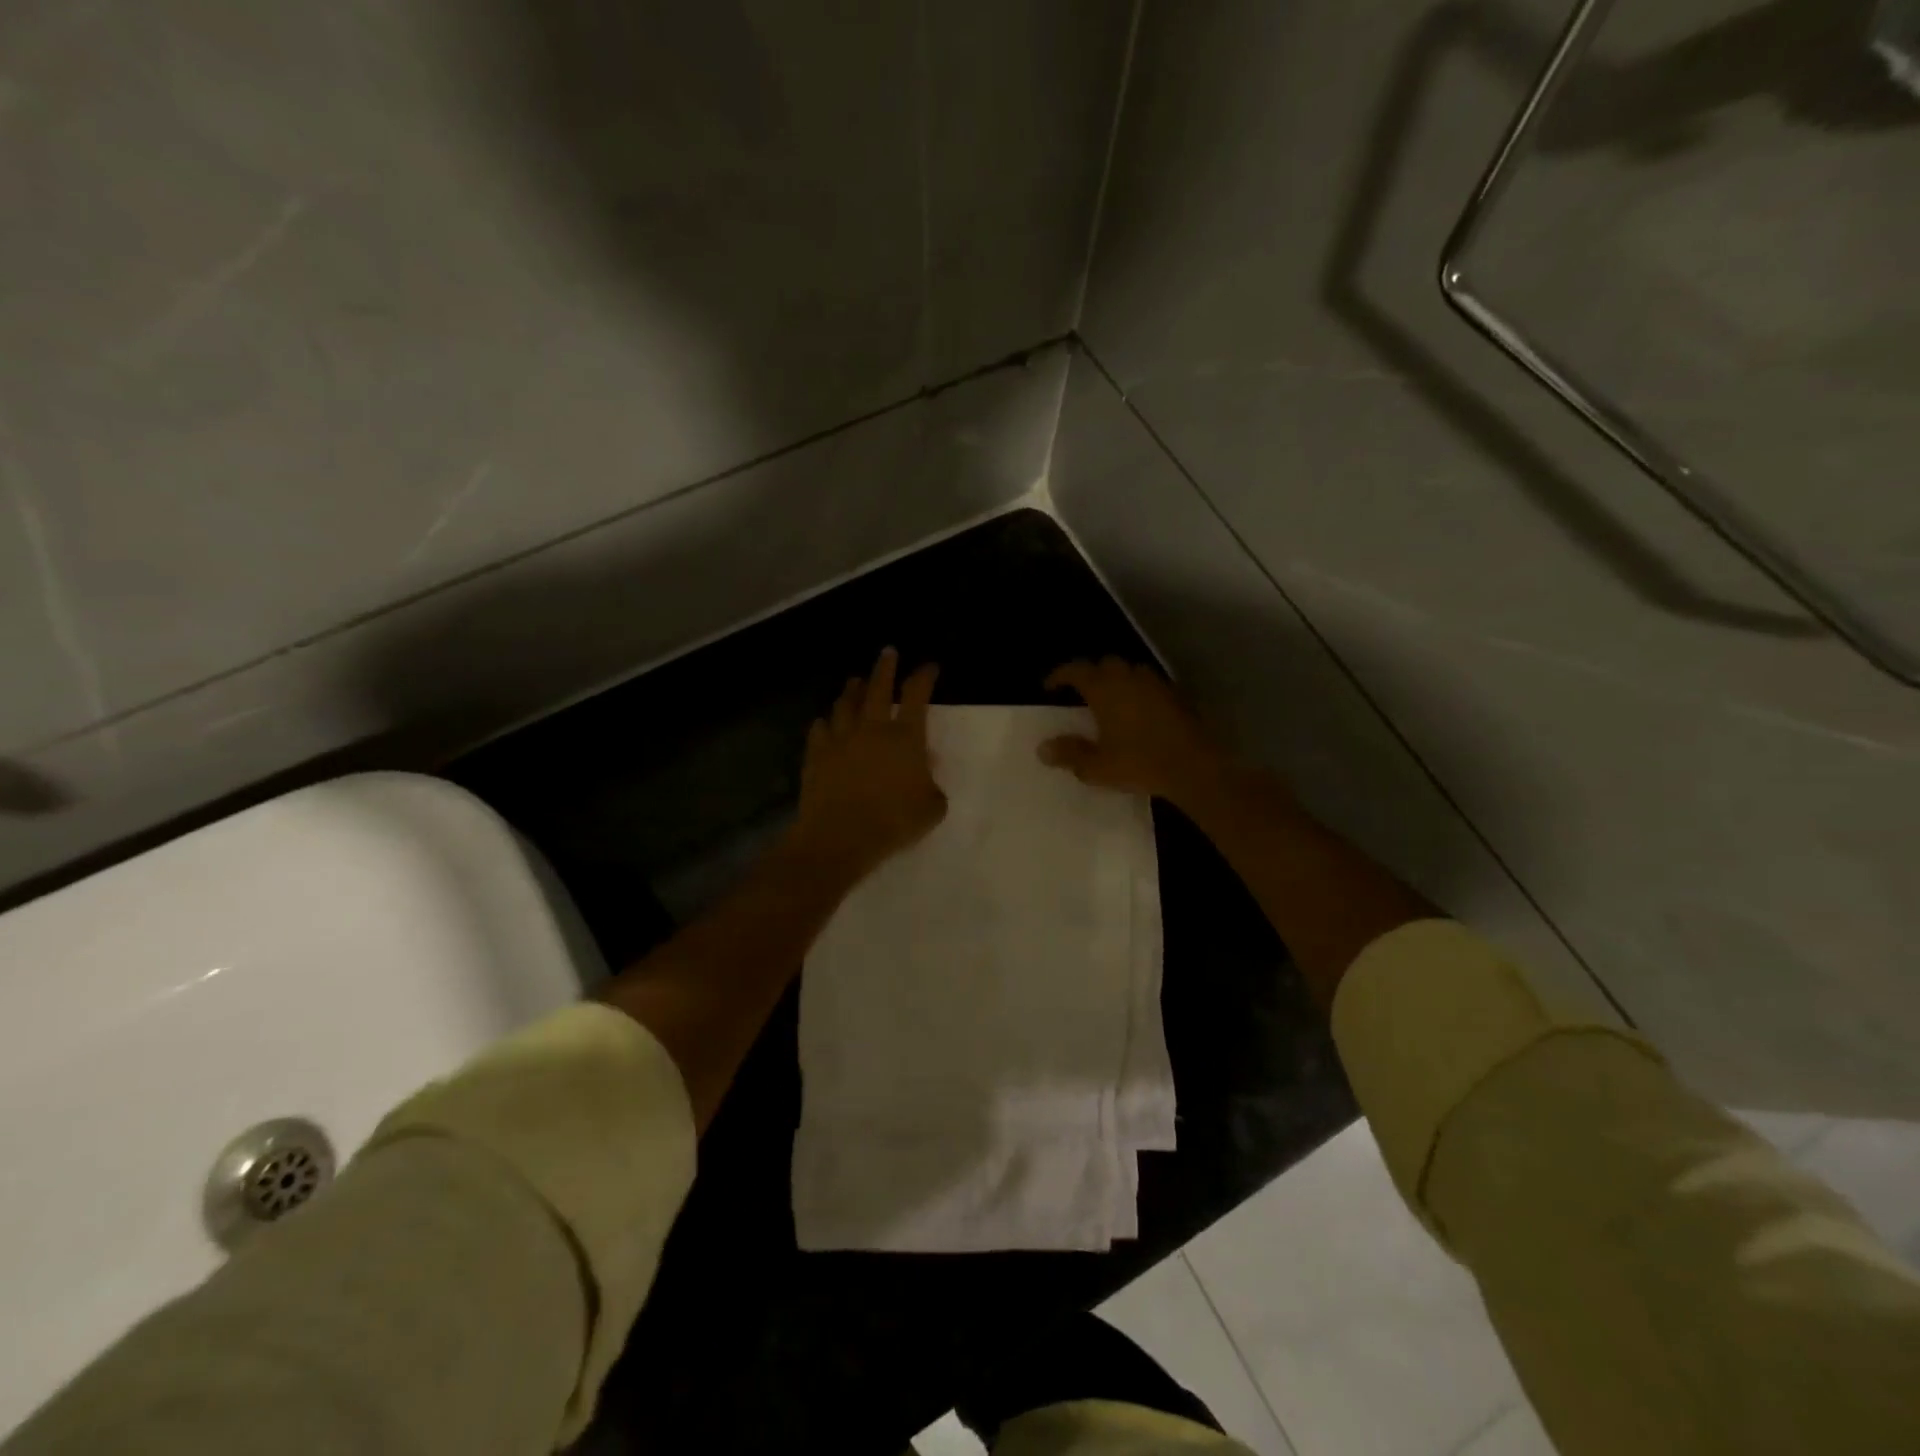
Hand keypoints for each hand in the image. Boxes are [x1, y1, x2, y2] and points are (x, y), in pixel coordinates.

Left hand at [793, 648, 945, 879]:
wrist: (841, 836)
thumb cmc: (894, 821)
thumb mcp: (931, 808)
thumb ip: (932, 786)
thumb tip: (925, 772)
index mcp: (905, 736)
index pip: (917, 695)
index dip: (924, 676)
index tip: (929, 666)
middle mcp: (872, 728)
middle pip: (878, 687)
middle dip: (885, 667)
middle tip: (888, 652)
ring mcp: (840, 739)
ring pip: (845, 704)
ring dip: (852, 690)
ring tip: (854, 681)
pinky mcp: (817, 755)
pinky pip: (820, 730)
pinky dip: (825, 723)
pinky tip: (825, 723)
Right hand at [1038, 657, 1226, 806]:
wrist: (1193, 767)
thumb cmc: (1139, 763)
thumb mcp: (1096, 766)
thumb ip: (1069, 754)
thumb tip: (1043, 748)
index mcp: (1104, 688)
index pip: (1076, 670)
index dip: (1060, 675)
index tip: (1049, 688)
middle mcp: (1129, 677)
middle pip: (1106, 664)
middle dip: (1091, 675)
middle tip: (1082, 694)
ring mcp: (1156, 684)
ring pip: (1131, 671)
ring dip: (1118, 681)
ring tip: (1111, 701)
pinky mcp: (1177, 696)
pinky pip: (1151, 686)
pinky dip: (1140, 693)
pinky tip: (1139, 713)